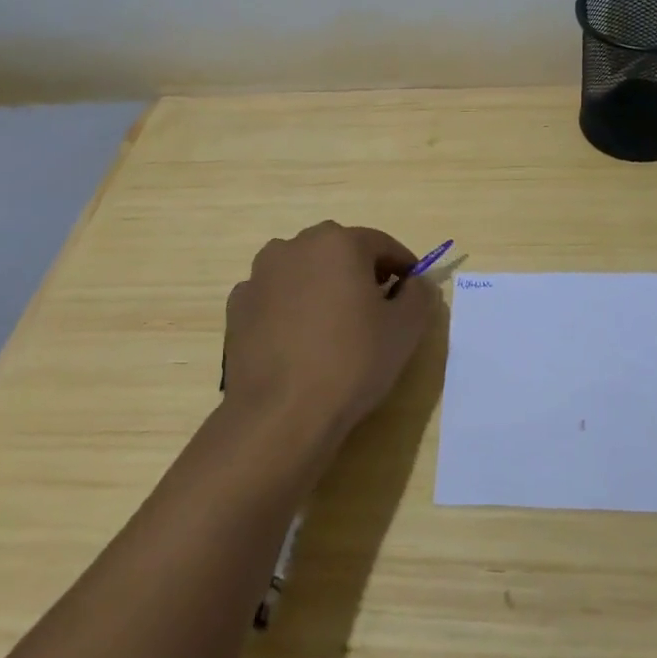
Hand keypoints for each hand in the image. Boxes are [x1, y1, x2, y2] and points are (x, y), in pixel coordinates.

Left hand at [222, 222, 433, 449]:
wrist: (280, 415)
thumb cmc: (352, 362)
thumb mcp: (405, 329)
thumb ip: (419, 295)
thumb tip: (416, 283)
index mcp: (338, 242)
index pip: (382, 245)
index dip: (403, 267)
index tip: (412, 293)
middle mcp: (294, 246)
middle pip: (339, 252)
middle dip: (361, 274)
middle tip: (377, 311)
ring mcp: (259, 275)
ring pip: (304, 272)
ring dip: (322, 288)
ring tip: (334, 328)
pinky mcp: (236, 307)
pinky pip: (276, 297)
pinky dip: (291, 308)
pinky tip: (300, 342)